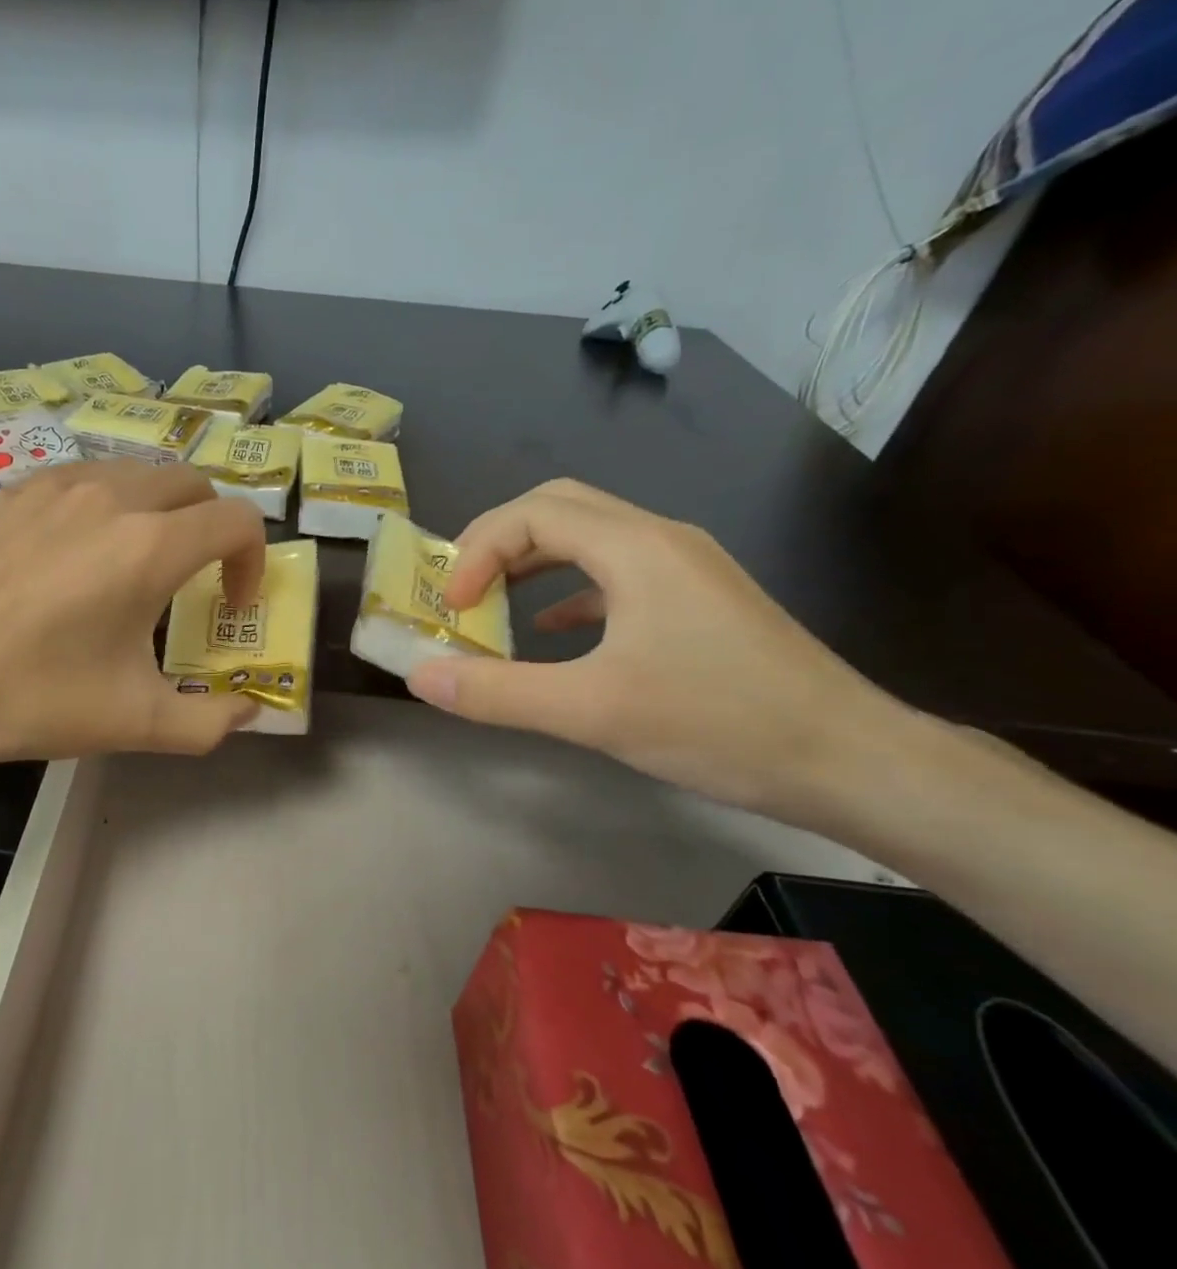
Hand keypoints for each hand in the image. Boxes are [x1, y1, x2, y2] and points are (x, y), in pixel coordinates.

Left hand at [0, 461, 266, 772]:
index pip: (238, 520)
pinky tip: (69, 554)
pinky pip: (78, 478)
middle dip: (211, 525)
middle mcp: (109, 497)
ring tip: (133, 562)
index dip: (252, 561)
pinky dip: (102, 504)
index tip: (229, 605)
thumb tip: (249, 712)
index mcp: (150, 546)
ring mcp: (52, 484)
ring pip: (134, 472)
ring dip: (158, 509)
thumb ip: (207, 723)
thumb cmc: (28, 696)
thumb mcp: (131, 723)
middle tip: (193, 578)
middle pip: (192, 482)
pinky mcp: (7, 490)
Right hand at [405, 479, 911, 818]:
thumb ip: (497, 692)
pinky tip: (550, 629)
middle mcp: (661, 540)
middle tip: (460, 588)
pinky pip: (616, 574)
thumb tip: (420, 675)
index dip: (477, 552)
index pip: (532, 514)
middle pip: (560, 508)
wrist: (848, 759)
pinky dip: (568, 591)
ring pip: (590, 538)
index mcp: (636, 548)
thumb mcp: (591, 711)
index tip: (452, 607)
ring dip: (531, 561)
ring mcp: (685, 569)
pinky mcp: (698, 602)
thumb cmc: (718, 723)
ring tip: (491, 602)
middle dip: (498, 542)